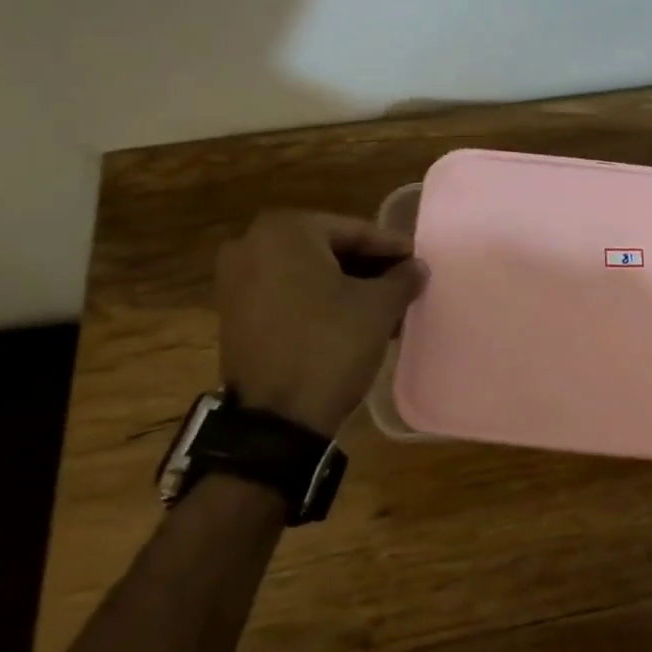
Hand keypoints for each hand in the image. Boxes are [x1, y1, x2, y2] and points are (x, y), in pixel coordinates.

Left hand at [215, 210, 426, 436]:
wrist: (275, 421)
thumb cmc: (329, 346)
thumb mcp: (378, 307)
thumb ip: (402, 278)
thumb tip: (416, 267)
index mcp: (285, 230)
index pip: (353, 231)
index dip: (391, 247)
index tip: (418, 258)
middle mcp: (251, 244)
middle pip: (327, 249)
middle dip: (368, 267)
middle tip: (403, 281)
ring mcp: (235, 281)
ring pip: (307, 274)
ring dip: (346, 286)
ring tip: (385, 305)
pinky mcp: (233, 315)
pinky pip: (286, 295)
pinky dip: (319, 302)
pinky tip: (352, 320)